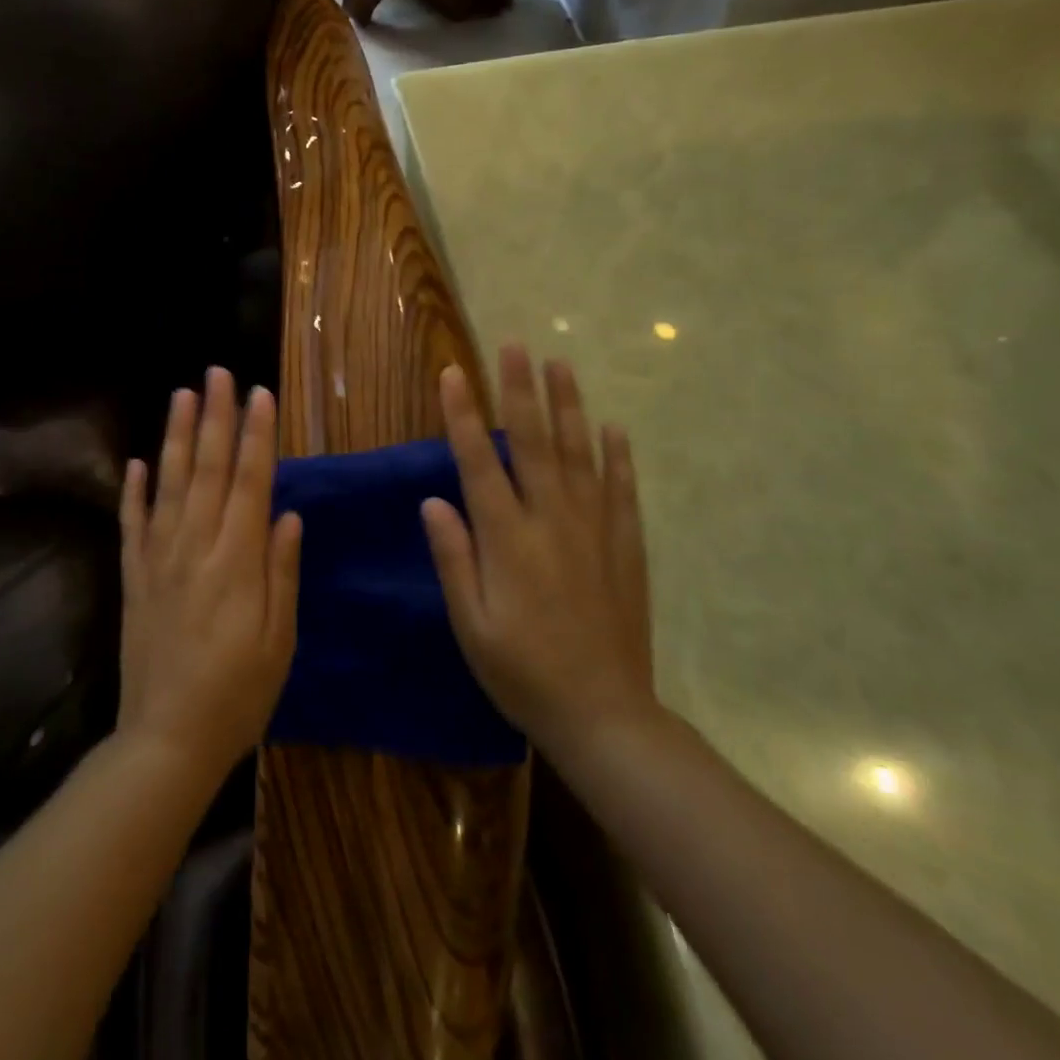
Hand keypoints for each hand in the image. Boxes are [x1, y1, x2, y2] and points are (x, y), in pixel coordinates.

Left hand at [117, 367, 301, 780]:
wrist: (167, 740)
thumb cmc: (239, 694)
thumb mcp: (280, 640)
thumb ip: (282, 572)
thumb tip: (288, 514)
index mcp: (238, 561)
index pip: (251, 481)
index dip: (257, 435)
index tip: (260, 394)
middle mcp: (196, 548)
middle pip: (208, 469)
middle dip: (215, 417)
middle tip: (217, 372)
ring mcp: (159, 560)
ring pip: (168, 485)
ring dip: (176, 437)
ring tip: (181, 395)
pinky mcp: (133, 579)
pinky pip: (132, 525)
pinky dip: (132, 491)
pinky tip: (134, 462)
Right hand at [421, 344, 660, 758]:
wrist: (604, 714)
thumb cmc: (522, 673)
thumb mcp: (471, 624)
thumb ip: (453, 558)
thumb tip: (433, 500)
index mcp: (507, 539)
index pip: (480, 461)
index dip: (463, 415)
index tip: (453, 374)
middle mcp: (552, 521)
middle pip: (534, 442)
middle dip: (520, 390)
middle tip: (515, 345)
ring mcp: (594, 530)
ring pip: (581, 454)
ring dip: (569, 406)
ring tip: (561, 365)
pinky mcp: (626, 547)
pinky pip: (622, 490)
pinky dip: (618, 456)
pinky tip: (614, 428)